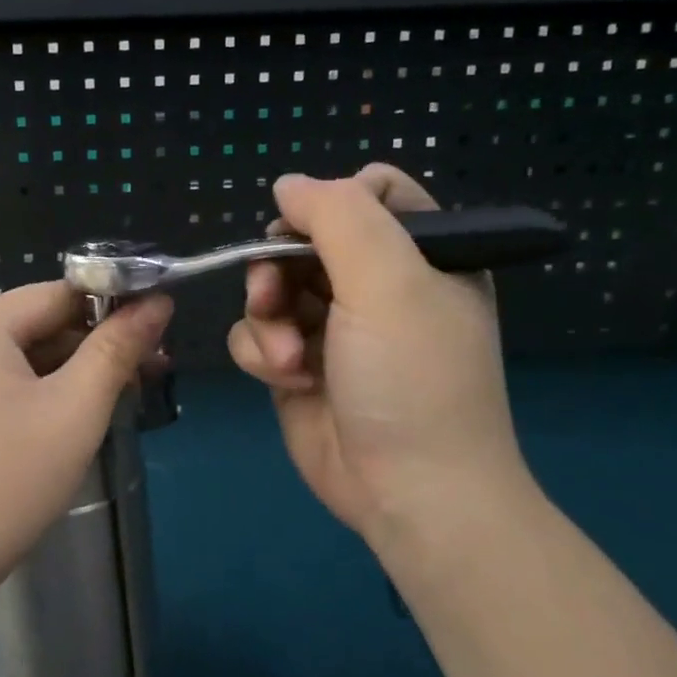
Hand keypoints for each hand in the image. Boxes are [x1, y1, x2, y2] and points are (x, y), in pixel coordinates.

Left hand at [0, 282, 171, 608]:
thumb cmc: (6, 483)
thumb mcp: (75, 412)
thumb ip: (117, 349)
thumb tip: (157, 302)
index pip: (59, 295)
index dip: (113, 310)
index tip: (155, 342)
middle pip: (33, 326)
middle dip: (88, 349)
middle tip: (139, 384)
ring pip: (9, 359)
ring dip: (59, 376)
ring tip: (102, 409)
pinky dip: (22, 396)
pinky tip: (48, 429)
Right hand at [227, 165, 532, 553]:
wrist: (409, 492)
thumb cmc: (412, 379)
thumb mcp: (388, 281)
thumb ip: (338, 216)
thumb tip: (288, 184)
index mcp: (420, 255)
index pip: (371, 192)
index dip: (332, 203)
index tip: (310, 233)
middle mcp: (375, 286)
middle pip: (302, 240)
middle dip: (279, 268)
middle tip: (275, 296)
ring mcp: (332, 327)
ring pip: (270, 288)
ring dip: (267, 319)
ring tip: (289, 358)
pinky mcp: (298, 365)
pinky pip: (257, 335)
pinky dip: (261, 354)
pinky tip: (287, 380)